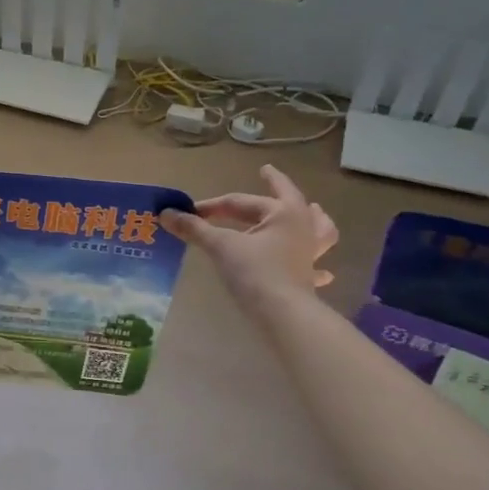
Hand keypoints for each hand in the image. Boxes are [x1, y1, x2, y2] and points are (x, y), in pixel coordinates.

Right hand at [160, 164, 338, 308]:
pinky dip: (319, 266)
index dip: (214, 205)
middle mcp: (303, 227)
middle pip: (285, 203)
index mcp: (284, 213)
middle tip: (268, 175)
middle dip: (276, 188)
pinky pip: (318, 267)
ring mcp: (309, 253)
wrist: (282, 314)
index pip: (242, 202)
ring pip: (319, 229)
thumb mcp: (220, 246)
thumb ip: (194, 229)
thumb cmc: (254, 272)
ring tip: (314, 210)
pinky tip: (322, 270)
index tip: (191, 212)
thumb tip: (166, 214)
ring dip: (314, 218)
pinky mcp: (308, 277)